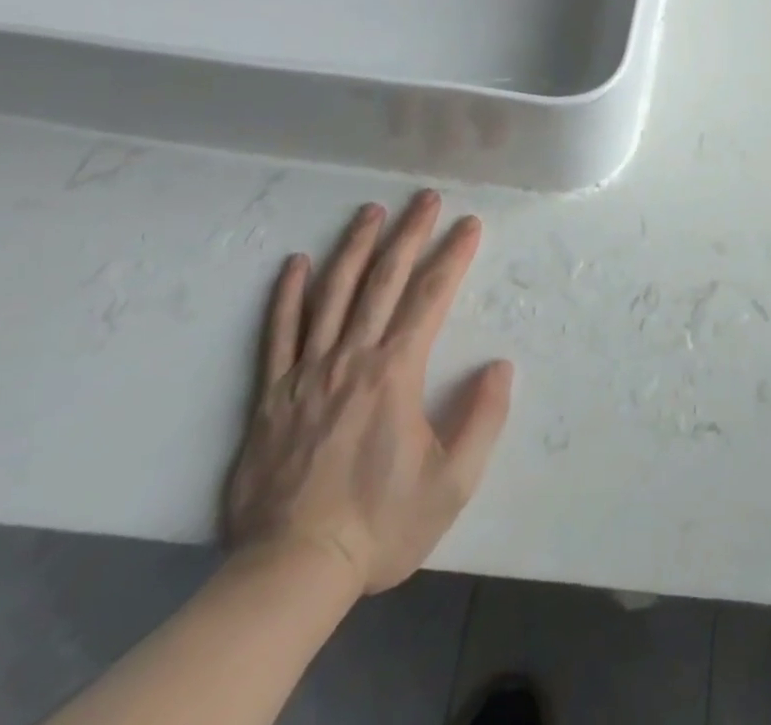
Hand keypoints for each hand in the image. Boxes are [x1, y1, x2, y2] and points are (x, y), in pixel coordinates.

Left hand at [224, 191, 512, 594]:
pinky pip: (278, 334)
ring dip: (354, 247)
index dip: (453, 256)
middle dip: (408, 234)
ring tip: (370, 211)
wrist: (292, 572)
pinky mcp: (271, 396)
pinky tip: (296, 264)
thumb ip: (483, 418)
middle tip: (425, 198)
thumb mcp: (452, 482)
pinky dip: (288, 296)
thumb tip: (499, 365)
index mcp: (395, 372)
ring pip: (331, 295)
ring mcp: (306, 374)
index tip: (469, 225)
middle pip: (382, 281)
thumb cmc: (380, 524)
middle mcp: (351, 359)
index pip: (430, 297)